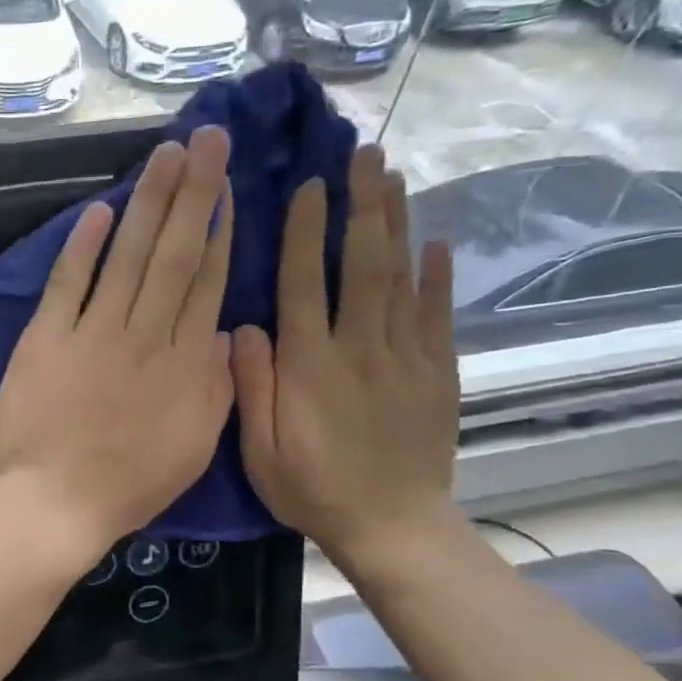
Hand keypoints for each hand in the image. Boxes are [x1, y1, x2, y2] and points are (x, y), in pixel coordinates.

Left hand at [0, 128, 234, 562]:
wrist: (57, 502)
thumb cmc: (130, 485)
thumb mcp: (196, 447)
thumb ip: (217, 387)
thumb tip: (226, 333)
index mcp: (186, 365)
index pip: (207, 284)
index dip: (220, 231)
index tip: (227, 188)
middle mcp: (146, 336)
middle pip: (175, 254)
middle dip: (194, 192)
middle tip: (208, 140)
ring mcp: (94, 333)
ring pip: (128, 256)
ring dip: (148, 202)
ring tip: (167, 154)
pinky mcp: (47, 338)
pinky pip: (68, 283)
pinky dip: (82, 246)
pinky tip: (98, 210)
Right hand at [231, 144, 458, 565]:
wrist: (393, 527)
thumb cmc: (312, 489)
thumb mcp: (260, 450)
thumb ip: (251, 385)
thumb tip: (243, 326)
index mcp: (311, 366)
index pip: (304, 284)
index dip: (304, 232)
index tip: (307, 186)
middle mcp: (360, 348)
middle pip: (362, 264)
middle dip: (362, 205)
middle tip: (365, 154)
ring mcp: (406, 357)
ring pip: (402, 278)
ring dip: (397, 223)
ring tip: (394, 175)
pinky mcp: (438, 372)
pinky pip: (438, 314)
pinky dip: (438, 275)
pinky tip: (435, 240)